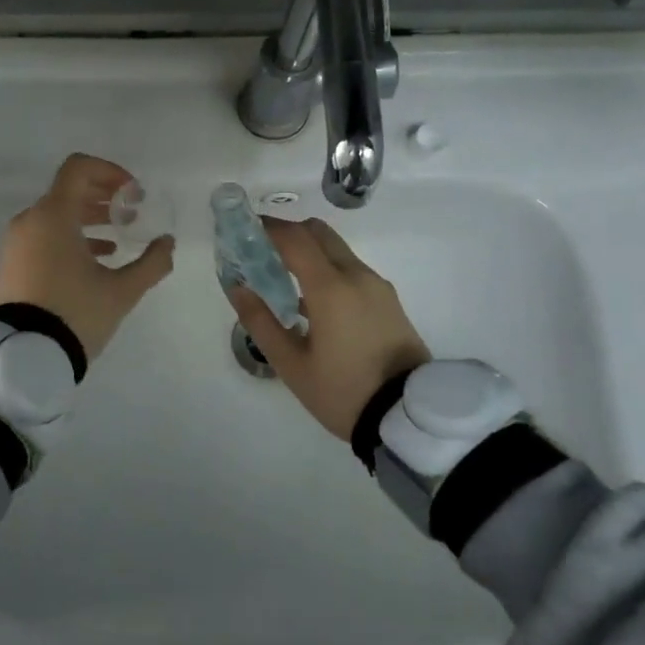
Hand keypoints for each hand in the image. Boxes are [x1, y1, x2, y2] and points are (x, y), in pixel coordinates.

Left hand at [0, 154, 175, 361]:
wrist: (20, 355)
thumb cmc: (74, 313)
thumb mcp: (121, 291)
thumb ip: (151, 263)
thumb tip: (167, 243)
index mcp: (54, 215)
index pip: (78, 168)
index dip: (110, 172)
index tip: (133, 194)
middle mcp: (31, 220)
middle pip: (68, 190)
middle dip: (103, 196)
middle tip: (131, 213)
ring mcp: (17, 242)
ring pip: (56, 215)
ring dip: (89, 218)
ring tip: (118, 237)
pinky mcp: (12, 264)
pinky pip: (44, 236)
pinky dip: (70, 237)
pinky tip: (96, 259)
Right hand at [227, 217, 430, 441]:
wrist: (407, 418)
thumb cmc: (342, 391)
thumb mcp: (291, 364)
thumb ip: (260, 321)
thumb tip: (237, 287)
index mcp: (330, 287)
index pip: (295, 238)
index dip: (268, 227)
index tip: (245, 229)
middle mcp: (357, 275)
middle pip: (319, 232)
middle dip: (289, 232)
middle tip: (262, 249)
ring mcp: (377, 286)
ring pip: (338, 250)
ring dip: (310, 251)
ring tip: (284, 277)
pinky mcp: (389, 300)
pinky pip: (352, 269)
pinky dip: (328, 268)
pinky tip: (314, 300)